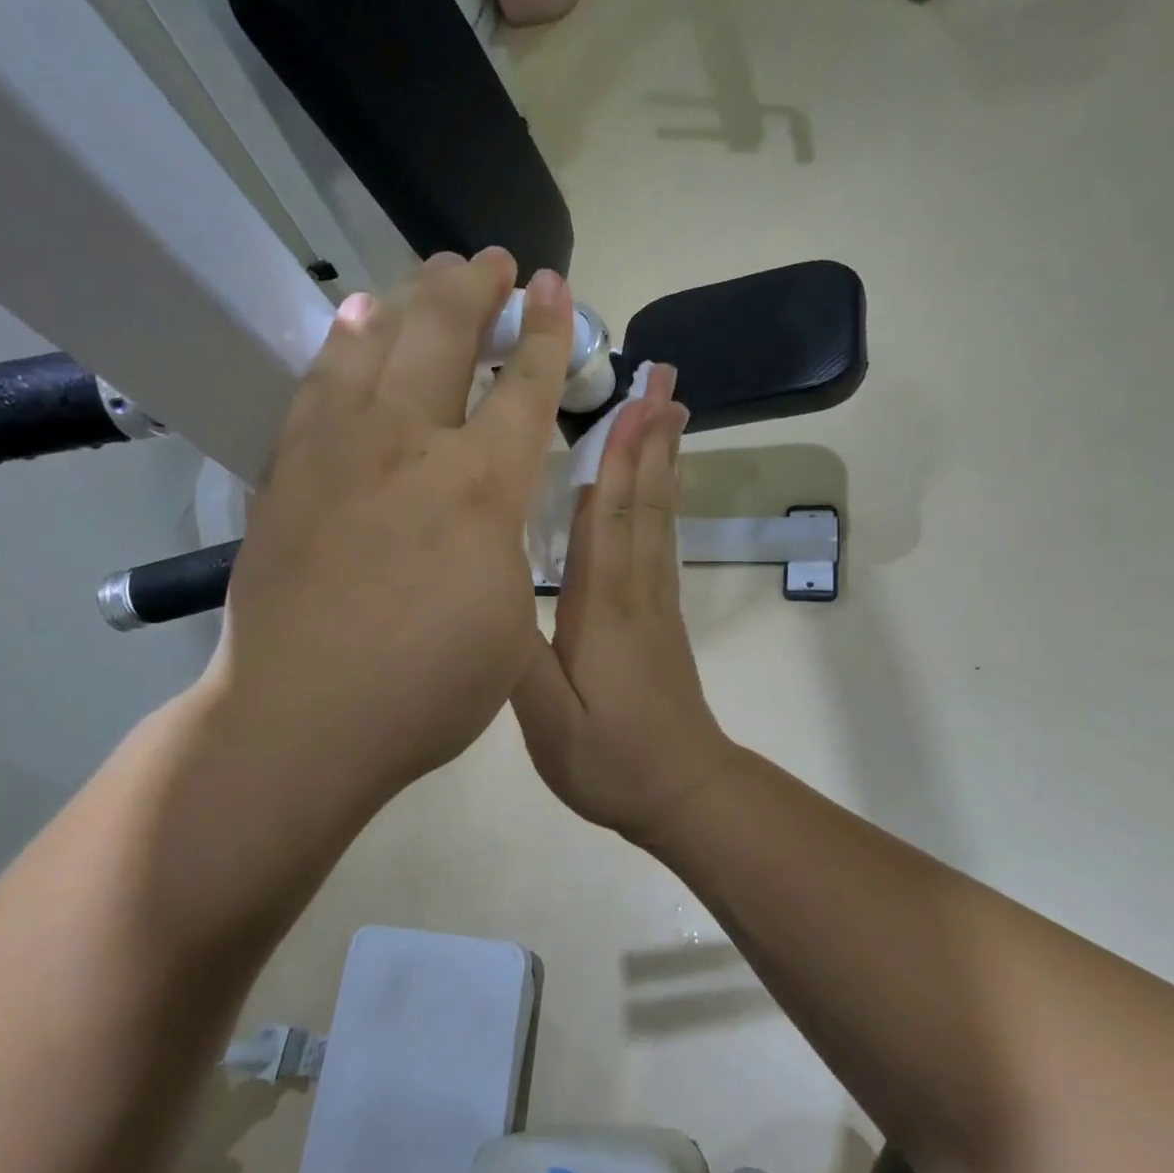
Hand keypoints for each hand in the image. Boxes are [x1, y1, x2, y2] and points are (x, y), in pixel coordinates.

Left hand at [203, 248, 573, 811]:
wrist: (299, 721)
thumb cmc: (426, 688)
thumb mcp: (509, 620)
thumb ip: (507, 544)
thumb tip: (488, 505)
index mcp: (479, 486)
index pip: (523, 387)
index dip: (546, 332)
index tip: (554, 287)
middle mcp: (408, 445)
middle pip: (443, 335)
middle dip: (475, 288)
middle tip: (492, 263)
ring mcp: (337, 451)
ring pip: (373, 342)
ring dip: (409, 299)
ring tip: (427, 276)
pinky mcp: (288, 471)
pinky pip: (318, 382)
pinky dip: (341, 343)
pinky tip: (351, 325)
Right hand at [512, 365, 739, 846]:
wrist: (683, 791)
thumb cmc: (610, 759)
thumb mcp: (546, 719)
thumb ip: (515, 653)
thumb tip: (489, 587)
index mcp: (603, 605)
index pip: (609, 515)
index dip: (619, 455)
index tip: (634, 400)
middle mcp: (636, 588)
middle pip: (644, 500)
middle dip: (652, 438)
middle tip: (667, 381)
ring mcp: (655, 600)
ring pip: (659, 516)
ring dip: (663, 460)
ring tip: (672, 413)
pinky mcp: (661, 615)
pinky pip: (662, 541)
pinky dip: (662, 500)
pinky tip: (662, 485)